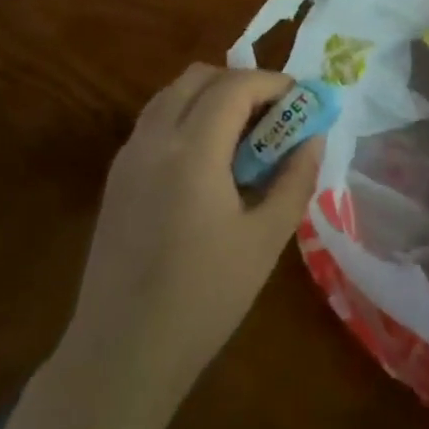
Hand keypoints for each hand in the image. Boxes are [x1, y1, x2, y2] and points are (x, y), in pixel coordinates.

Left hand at [58, 64, 320, 417]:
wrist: (121, 351)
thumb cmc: (203, 299)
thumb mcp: (264, 240)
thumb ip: (294, 179)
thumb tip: (312, 137)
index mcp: (191, 150)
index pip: (235, 85)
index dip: (273, 83)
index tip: (302, 100)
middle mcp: (154, 138)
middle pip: (199, 77)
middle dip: (242, 83)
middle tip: (274, 116)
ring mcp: (128, 154)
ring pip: (172, 95)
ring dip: (212, 97)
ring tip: (244, 137)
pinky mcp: (116, 176)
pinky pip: (156, 121)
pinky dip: (187, 118)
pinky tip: (209, 162)